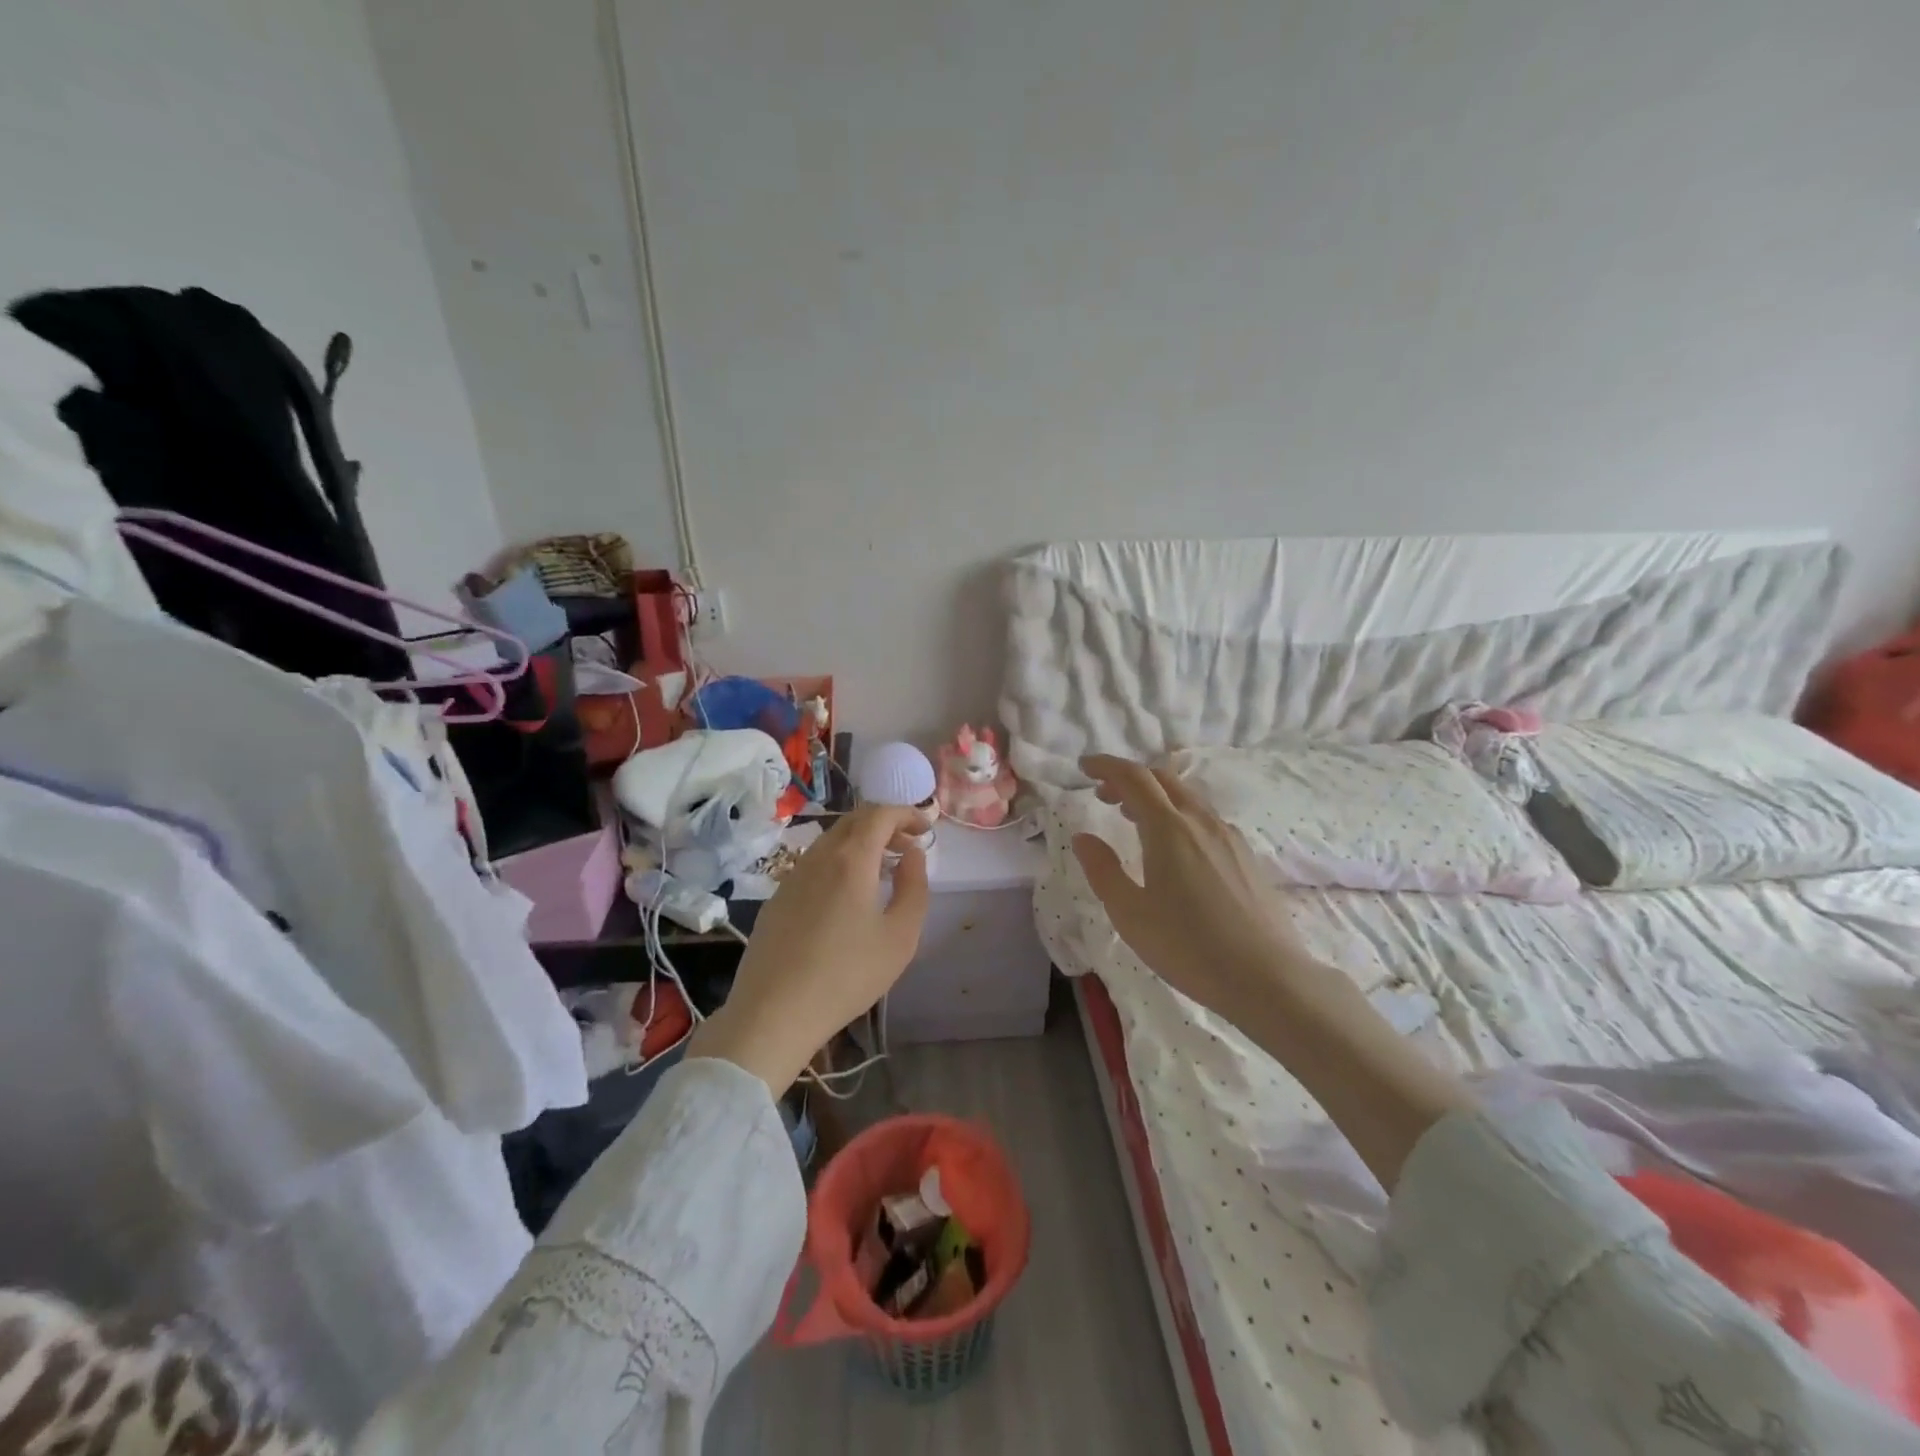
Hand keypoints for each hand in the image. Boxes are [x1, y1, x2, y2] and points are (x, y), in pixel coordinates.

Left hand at [686, 805, 930, 1093]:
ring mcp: (792, 876)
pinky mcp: (777, 898)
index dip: (907, 813)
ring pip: (831, 841)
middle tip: (908, 846)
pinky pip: (814, 864)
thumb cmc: (847, 975)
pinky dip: (839, 862)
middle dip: (885, 825)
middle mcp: (818, 857)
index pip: (880, 814)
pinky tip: (847, 896)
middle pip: (853, 821)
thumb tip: (913, 855)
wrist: (773, 1013)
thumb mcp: (900, 936)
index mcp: (850, 859)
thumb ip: (914, 887)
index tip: (926, 829)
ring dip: (861, 843)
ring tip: (882, 870)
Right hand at [1072, 754, 1316, 1023]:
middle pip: (1163, 779)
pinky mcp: (1246, 856)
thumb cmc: (1188, 946)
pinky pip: (1205, 819)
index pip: (1134, 778)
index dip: (1106, 766)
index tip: (1084, 766)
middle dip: (1130, 778)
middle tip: (1104, 794)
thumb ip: (1102, 870)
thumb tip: (1083, 837)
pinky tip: (1175, 848)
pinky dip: (1179, 815)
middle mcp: (1200, 821)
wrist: (1266, 977)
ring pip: (1187, 798)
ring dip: (1156, 797)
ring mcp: (1229, 837)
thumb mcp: (1130, 914)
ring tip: (1134, 818)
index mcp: (1168, 829)